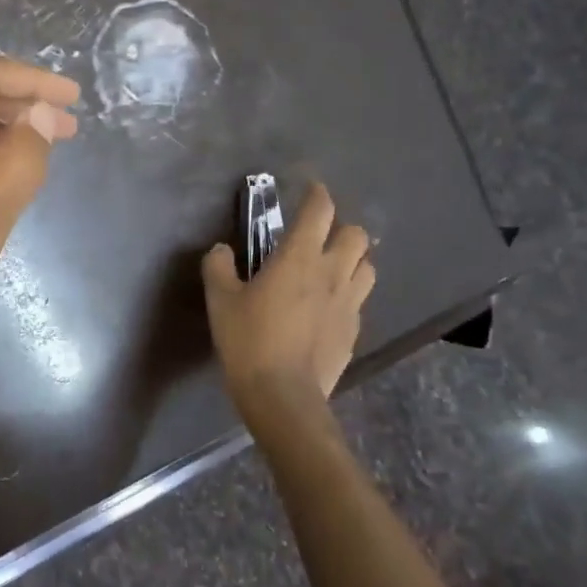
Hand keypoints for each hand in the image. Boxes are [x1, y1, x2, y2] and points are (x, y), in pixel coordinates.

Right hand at [201, 182, 375, 429]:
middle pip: (356, 235)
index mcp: (299, 258)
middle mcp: (332, 273)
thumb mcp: (220, 300)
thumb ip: (218, 267)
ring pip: (367, 266)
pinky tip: (326, 307)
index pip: (320, 211)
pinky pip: (359, 300)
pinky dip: (347, 294)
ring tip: (330, 268)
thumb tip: (221, 250)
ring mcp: (349, 304)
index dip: (317, 194)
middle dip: (341, 228)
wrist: (283, 396)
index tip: (310, 190)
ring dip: (352, 260)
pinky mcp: (354, 331)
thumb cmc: (248, 340)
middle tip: (318, 236)